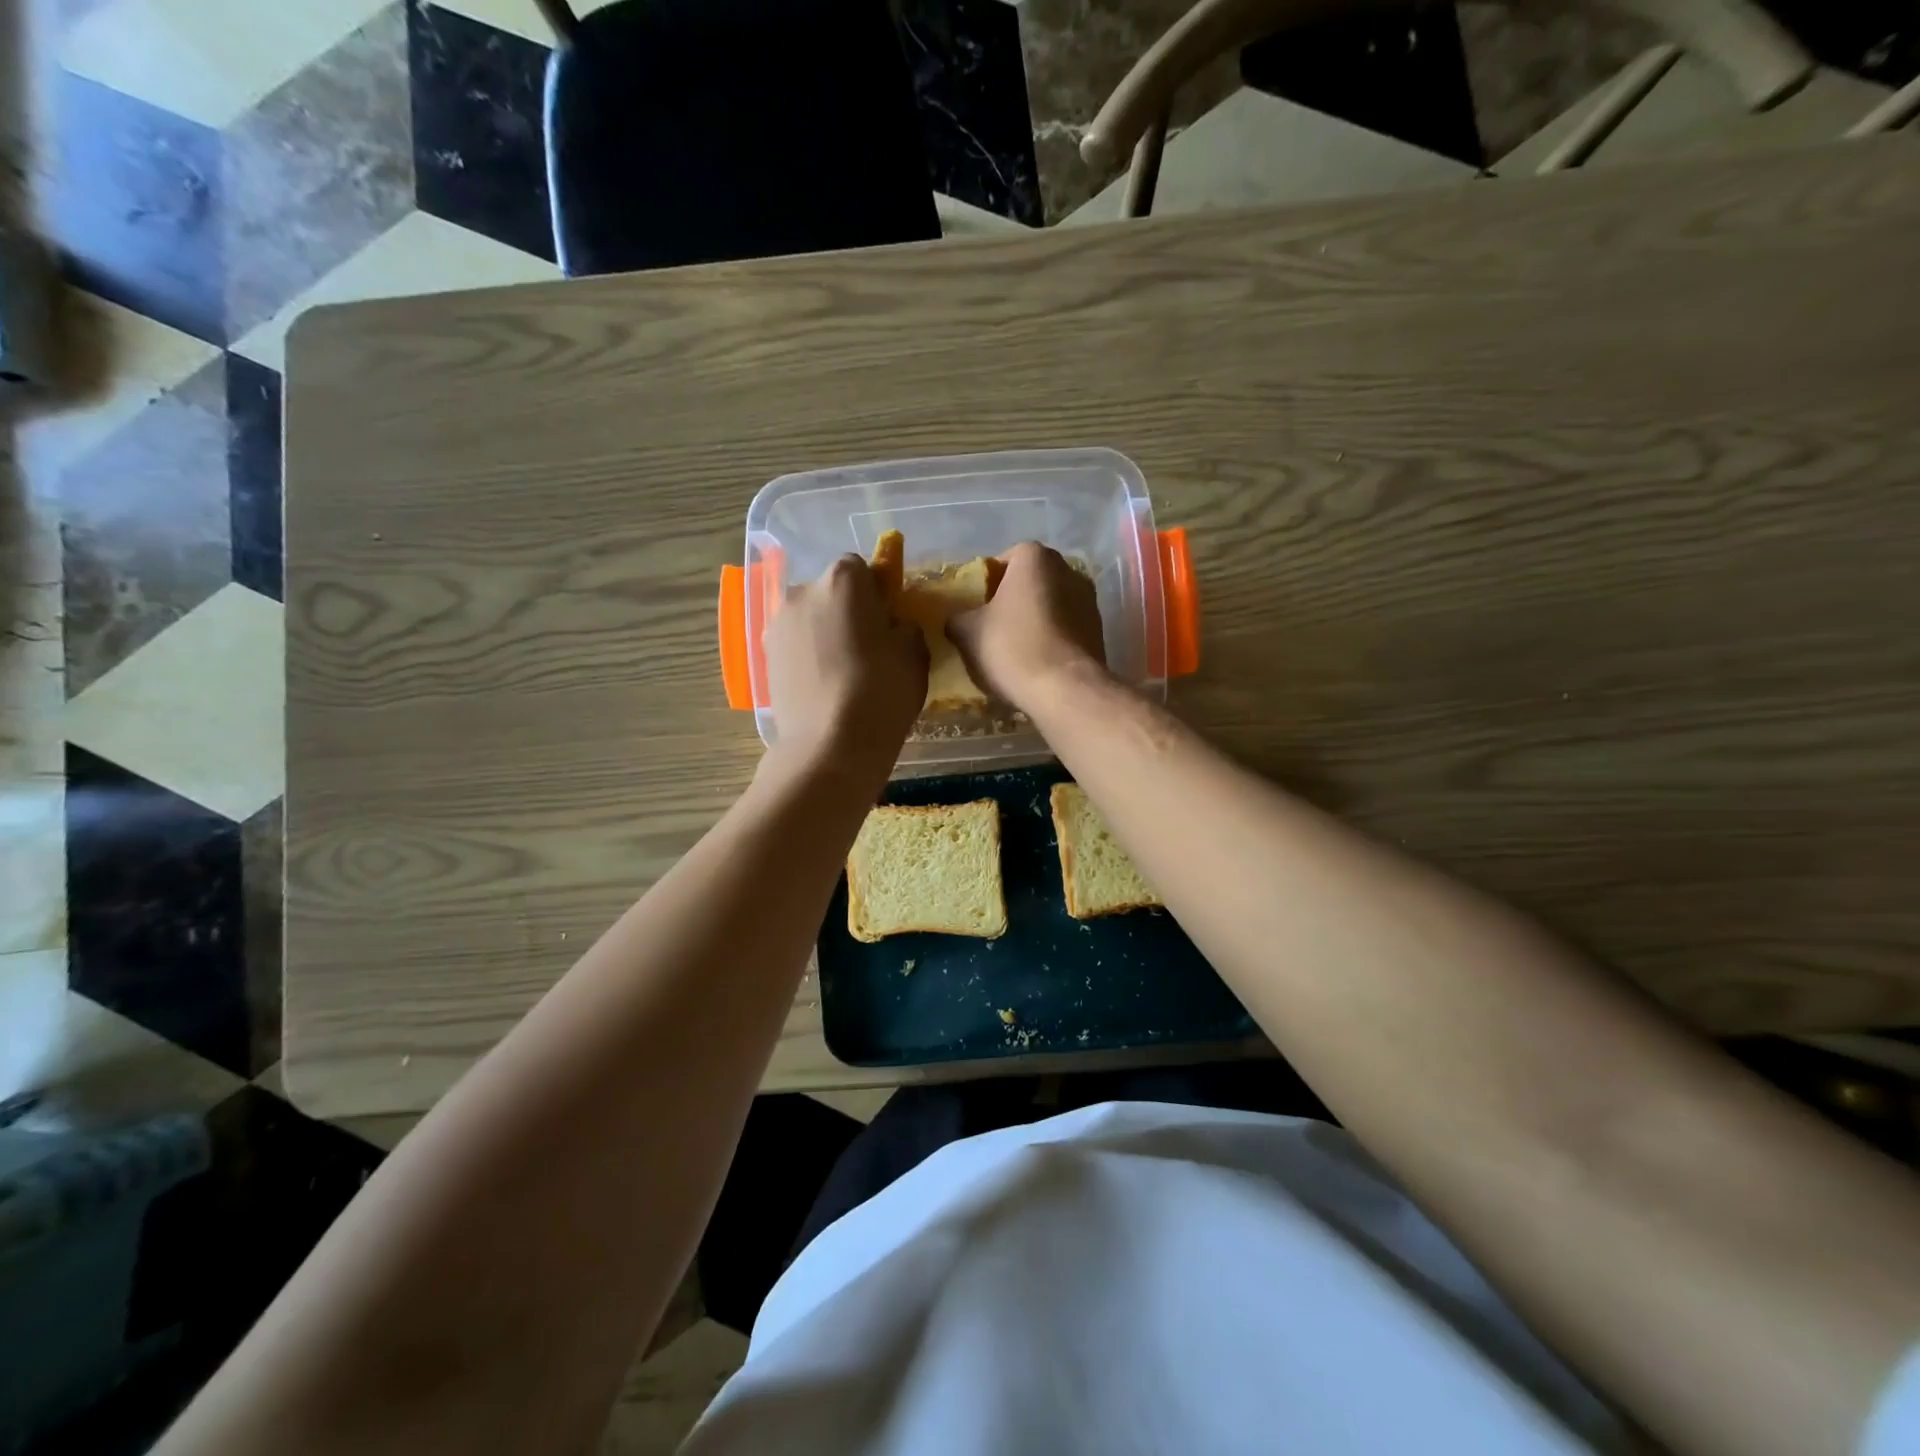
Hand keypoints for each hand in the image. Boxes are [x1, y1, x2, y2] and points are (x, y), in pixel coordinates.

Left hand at [765, 554, 926, 775]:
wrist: (829, 746)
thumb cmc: (881, 691)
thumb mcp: (915, 653)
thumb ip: (904, 626)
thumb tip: (891, 626)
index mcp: (842, 579)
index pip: (861, 568)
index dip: (876, 593)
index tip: (887, 621)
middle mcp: (802, 591)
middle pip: (829, 592)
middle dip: (846, 610)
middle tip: (867, 648)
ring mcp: (777, 625)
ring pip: (809, 619)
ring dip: (824, 633)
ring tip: (843, 673)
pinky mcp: (764, 657)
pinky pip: (794, 646)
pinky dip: (808, 657)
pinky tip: (824, 687)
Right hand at [947, 542, 1105, 709]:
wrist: (1064, 689)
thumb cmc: (1012, 647)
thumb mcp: (967, 632)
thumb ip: (958, 618)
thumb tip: (957, 621)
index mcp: (1034, 557)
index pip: (1004, 560)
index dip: (987, 584)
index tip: (977, 608)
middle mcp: (1068, 569)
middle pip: (1031, 581)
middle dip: (1013, 600)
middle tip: (993, 627)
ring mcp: (1089, 599)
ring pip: (1051, 604)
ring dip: (1036, 619)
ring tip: (1017, 648)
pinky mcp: (1099, 630)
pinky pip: (1067, 627)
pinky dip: (1053, 638)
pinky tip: (1038, 662)